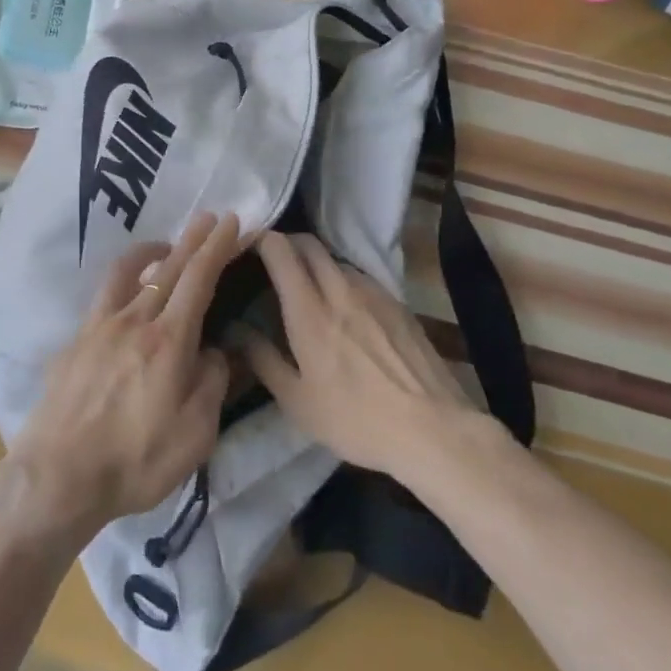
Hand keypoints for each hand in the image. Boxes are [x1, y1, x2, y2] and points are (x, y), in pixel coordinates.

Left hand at [0, 212, 238, 550]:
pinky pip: (104, 299)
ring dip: (151, 252)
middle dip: (192, 239)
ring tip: (165, 247)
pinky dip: (124, 285)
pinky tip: (127, 299)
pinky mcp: (74, 342)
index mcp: (168, 341)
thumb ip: (211, 385)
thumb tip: (214, 352)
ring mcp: (98, 327)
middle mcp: (133, 321)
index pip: (198, 280)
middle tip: (208, 216)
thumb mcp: (194, 436)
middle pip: (167, 268)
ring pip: (127, 273)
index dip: (217, 247)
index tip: (231, 222)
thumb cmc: (135, 462)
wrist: (58, 476)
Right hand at [245, 232, 482, 490]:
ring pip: (336, 260)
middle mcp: (340, 289)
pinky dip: (343, 280)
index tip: (247, 248)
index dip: (260, 240)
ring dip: (316, 263)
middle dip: (287, 243)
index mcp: (309, 310)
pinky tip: (346, 309)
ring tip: (309, 288)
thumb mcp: (298, 402)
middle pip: (309, 243)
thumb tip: (237, 330)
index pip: (281, 251)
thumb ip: (263, 360)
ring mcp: (374, 293)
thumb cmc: (356, 419)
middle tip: (273, 264)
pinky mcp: (398, 304)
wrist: (434, 430)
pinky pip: (361, 277)